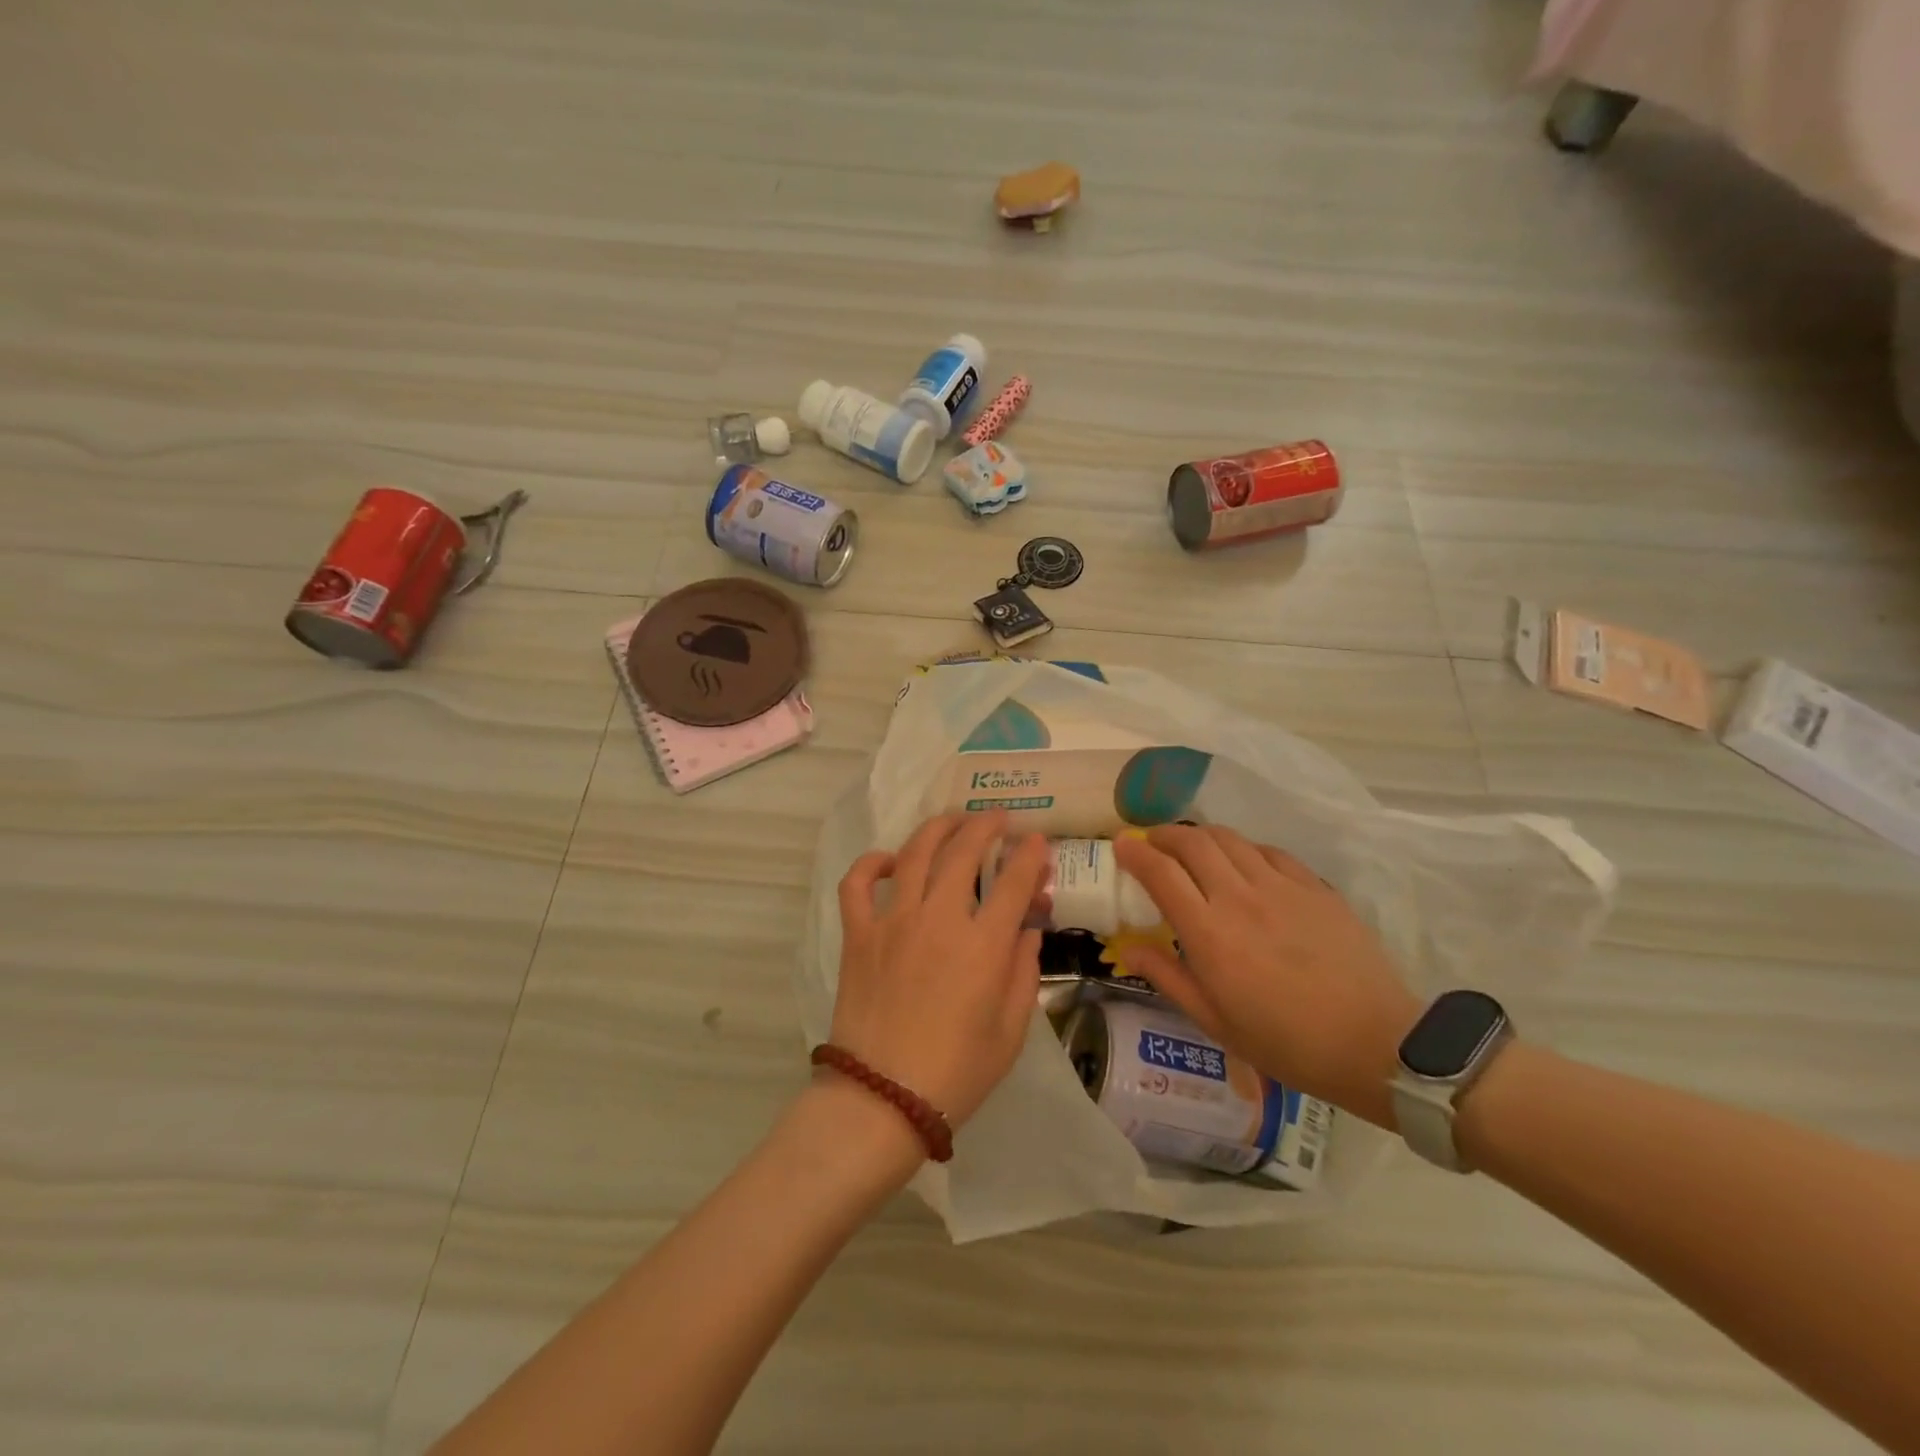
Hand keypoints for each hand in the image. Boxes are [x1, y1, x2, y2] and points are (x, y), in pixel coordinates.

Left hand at [831, 812, 1049, 1129]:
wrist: (882, 1099)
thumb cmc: (957, 1072)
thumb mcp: (1010, 1031)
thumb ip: (1023, 973)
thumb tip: (1027, 930)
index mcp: (982, 945)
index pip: (1014, 882)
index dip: (1030, 855)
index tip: (1038, 840)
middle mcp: (938, 919)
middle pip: (963, 852)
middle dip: (985, 827)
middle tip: (998, 819)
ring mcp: (893, 922)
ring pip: (914, 854)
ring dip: (937, 829)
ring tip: (952, 821)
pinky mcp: (858, 935)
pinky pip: (858, 884)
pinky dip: (871, 863)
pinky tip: (889, 860)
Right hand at [1113, 825, 1419, 1128]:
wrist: (1376, 1043)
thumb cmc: (1286, 1043)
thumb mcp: (1215, 1022)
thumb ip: (1167, 977)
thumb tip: (1127, 948)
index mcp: (1209, 933)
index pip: (1161, 872)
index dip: (1135, 851)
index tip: (1122, 844)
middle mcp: (1240, 897)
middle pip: (1193, 841)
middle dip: (1164, 834)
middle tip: (1152, 842)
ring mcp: (1281, 887)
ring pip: (1230, 839)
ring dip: (1201, 836)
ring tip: (1192, 848)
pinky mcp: (1315, 887)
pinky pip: (1269, 851)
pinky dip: (1244, 850)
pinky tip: (1244, 865)